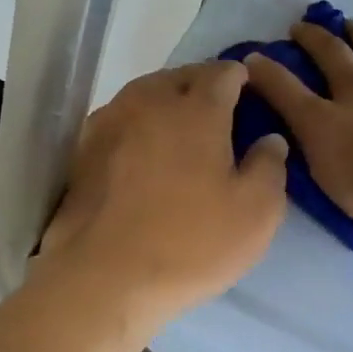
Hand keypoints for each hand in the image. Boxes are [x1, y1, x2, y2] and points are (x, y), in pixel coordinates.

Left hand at [34, 61, 288, 333]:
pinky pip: (118, 120)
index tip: (248, 91)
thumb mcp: (256, 213)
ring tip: (179, 126)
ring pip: (144, 94)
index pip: (222, 74)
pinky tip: (142, 150)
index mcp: (196, 109)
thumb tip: (270, 139)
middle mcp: (149, 102)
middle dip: (201, 84)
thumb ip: (270, 166)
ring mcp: (109, 123)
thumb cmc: (191, 243)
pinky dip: (136, 124)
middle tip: (217, 109)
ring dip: (165, 101)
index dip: (239, 78)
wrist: (105, 277)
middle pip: (179, 77)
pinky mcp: (83, 150)